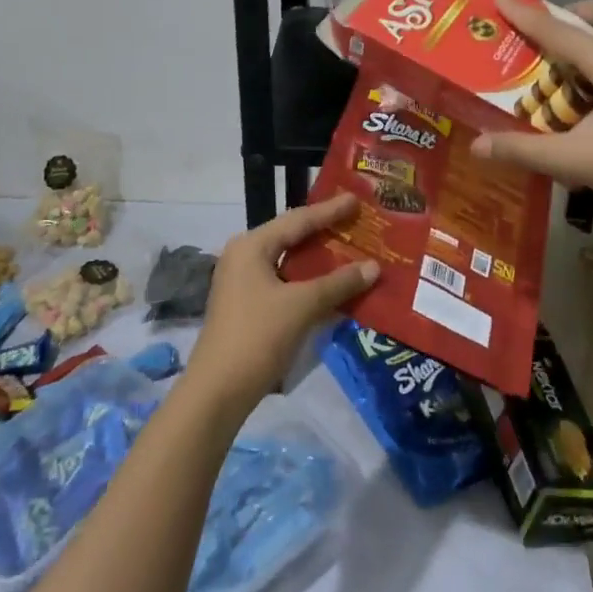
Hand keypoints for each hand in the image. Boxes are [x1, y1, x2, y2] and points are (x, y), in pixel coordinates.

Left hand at [185, 195, 377, 412]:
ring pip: (289, 262)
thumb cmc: (258, 336)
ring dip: (319, 260)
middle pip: (291, 237)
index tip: (356, 199)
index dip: (329, 210)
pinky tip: (333, 286)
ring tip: (351, 250)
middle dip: (324, 232)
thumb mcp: (302, 306)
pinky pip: (284, 282)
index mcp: (251, 245)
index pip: (297, 220)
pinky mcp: (248, 305)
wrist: (218, 392)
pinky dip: (309, 281)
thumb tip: (374, 267)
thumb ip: (339, 283)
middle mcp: (244, 256)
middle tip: (356, 222)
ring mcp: (243, 282)